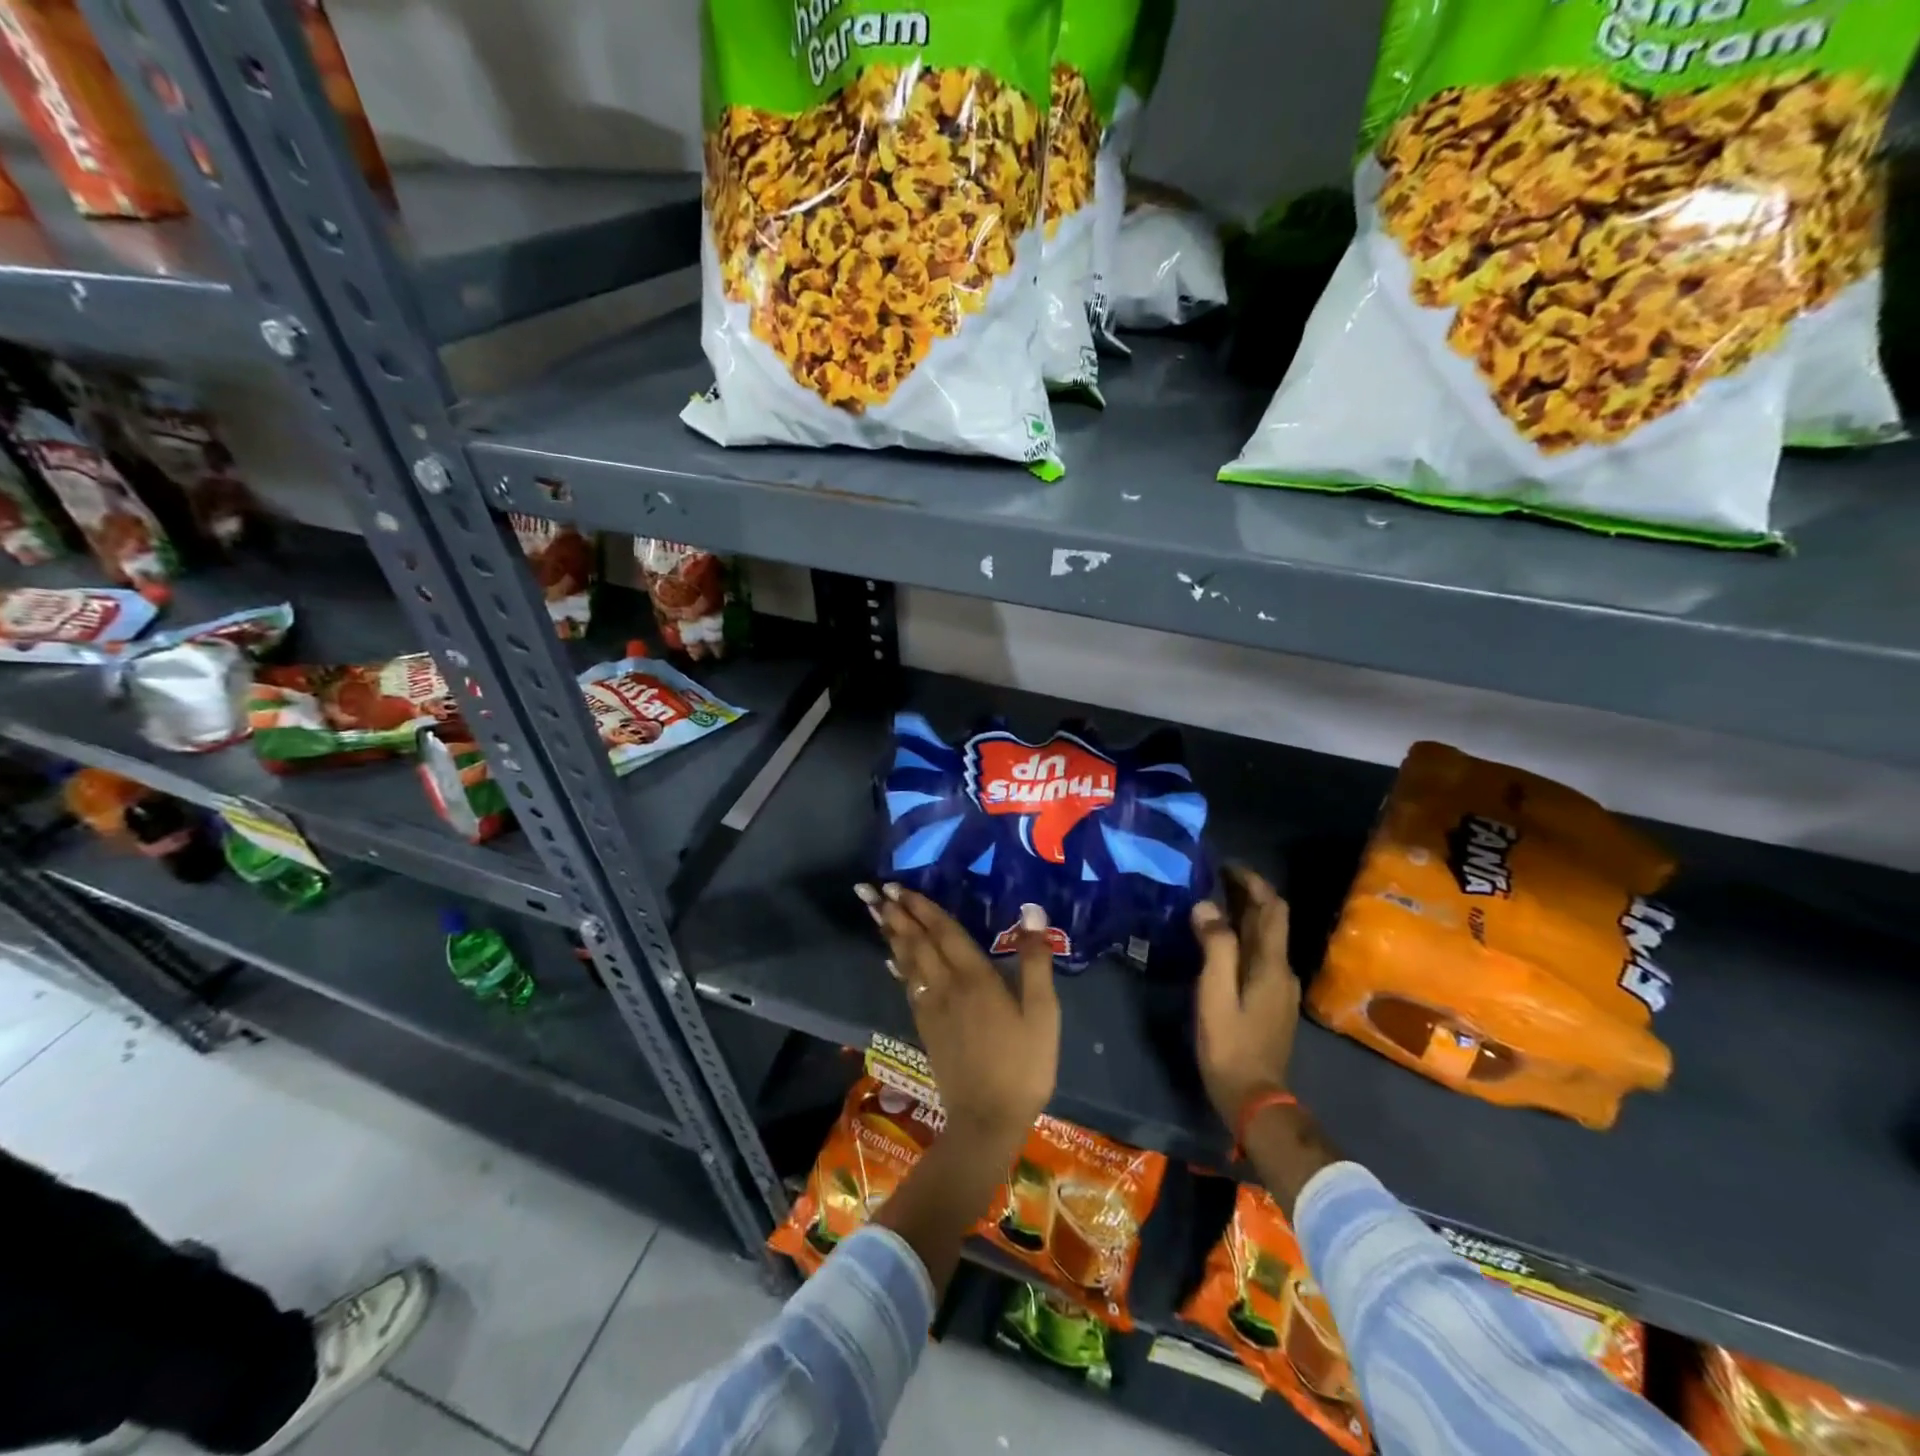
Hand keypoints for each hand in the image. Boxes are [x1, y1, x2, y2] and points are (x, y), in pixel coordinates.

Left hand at [859, 884, 1059, 1146]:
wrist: (988, 1120)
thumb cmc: (1023, 1064)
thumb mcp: (1042, 1013)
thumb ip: (1035, 962)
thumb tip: (1032, 913)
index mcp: (976, 977)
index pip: (944, 932)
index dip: (923, 908)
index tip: (900, 887)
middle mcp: (946, 986)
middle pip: (918, 942)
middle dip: (898, 914)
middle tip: (875, 890)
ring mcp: (931, 1008)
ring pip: (908, 962)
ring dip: (892, 934)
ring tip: (876, 912)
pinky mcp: (926, 1028)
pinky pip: (907, 987)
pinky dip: (898, 966)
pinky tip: (891, 959)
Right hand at [1192, 866, 1299, 1130]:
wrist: (1254, 1098)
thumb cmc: (1230, 1044)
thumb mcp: (1215, 993)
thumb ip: (1215, 947)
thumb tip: (1208, 906)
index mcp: (1272, 965)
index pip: (1272, 908)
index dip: (1254, 882)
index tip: (1227, 866)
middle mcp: (1282, 971)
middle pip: (1271, 922)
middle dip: (1247, 895)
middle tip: (1213, 879)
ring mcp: (1280, 989)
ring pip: (1265, 939)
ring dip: (1244, 916)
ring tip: (1212, 904)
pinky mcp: (1270, 1003)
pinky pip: (1259, 957)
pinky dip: (1242, 938)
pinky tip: (1219, 943)